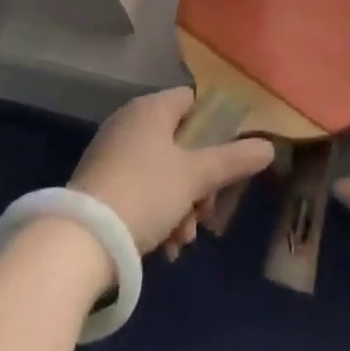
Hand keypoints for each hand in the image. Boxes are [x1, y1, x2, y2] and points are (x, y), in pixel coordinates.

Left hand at [70, 88, 273, 253]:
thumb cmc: (146, 193)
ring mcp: (111, 152)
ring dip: (181, 205)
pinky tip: (164, 248)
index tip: (227, 163)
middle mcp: (130, 122)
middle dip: (200, 183)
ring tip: (182, 241)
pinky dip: (157, 213)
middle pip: (181, 143)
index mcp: (152, 108)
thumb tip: (268, 146)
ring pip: (162, 172)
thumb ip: (234, 160)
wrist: (81, 240)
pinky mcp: (99, 183)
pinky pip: (140, 189)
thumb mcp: (196, 177)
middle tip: (206, 214)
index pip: (193, 102)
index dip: (215, 129)